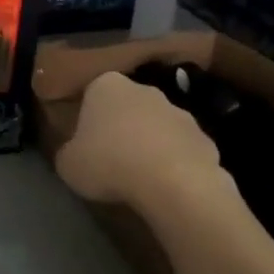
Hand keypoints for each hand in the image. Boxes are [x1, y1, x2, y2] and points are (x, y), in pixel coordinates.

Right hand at [54, 71, 224, 211]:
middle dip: (122, 127)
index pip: (92, 94)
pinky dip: (175, 164)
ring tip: (140, 178)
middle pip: (128, 107)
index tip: (86, 143)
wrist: (172, 182)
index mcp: (106, 86)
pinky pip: (182, 150)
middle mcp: (145, 90)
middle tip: (111, 159)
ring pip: (157, 127)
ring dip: (150, 145)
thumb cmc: (109, 164)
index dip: (88, 119)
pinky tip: (167, 187)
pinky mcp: (205, 138)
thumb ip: (70, 153)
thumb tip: (76, 155)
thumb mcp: (68, 164)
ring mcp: (179, 112)